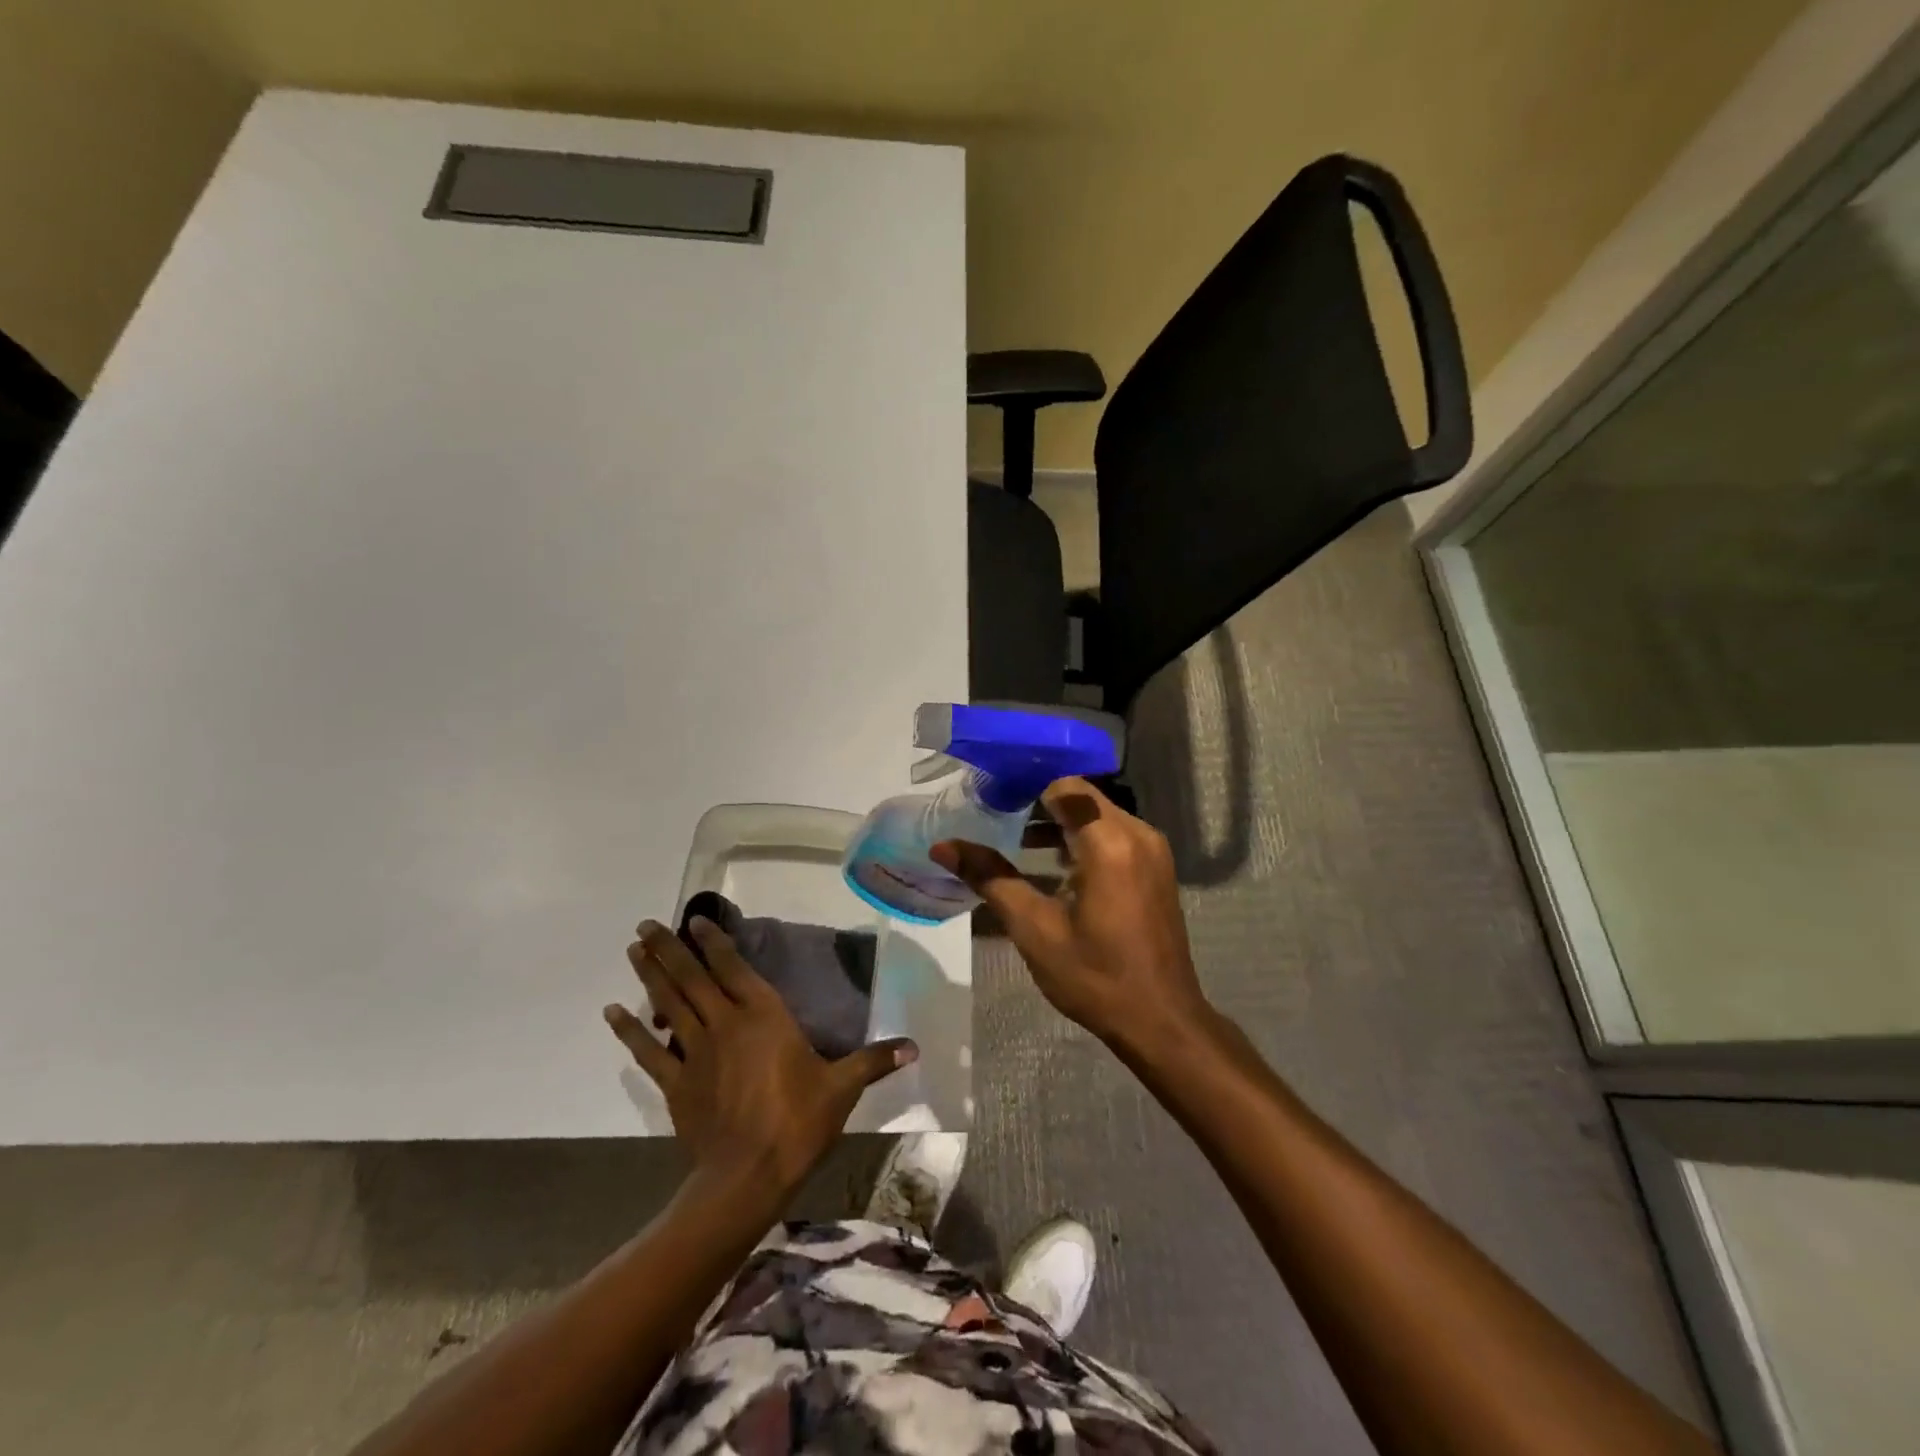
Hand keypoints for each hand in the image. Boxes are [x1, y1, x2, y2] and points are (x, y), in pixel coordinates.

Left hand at [604, 918, 916, 1199]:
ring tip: (633, 949)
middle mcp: (726, 1024)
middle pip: (692, 978)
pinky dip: (630, 1031)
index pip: (734, 969)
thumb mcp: (842, 1088)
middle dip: (669, 949)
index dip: (713, 942)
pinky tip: (613, 1012)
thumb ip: (874, 1061)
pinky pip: (650, 1051)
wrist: (748, 1178)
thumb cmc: (798, 1123)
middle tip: (645, 924)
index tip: (694, 920)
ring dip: (649, 975)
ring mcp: (696, 1053)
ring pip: (668, 1005)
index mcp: (764, 1017)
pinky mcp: (676, 1083)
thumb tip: (915, 1046)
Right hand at [931, 777, 1216, 1055]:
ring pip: (1098, 816)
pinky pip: (1114, 836)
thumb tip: (943, 846)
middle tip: (996, 819)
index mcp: (1110, 842)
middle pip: (1082, 798)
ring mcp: (1152, 852)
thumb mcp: (1034, 928)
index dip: (1027, 787)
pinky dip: (1083, 840)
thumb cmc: (1095, 976)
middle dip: (1039, 804)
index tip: (992, 799)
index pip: (1065, 786)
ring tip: (1015, 843)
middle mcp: (1138, 834)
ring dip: (1060, 824)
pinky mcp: (1156, 869)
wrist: (1161, 1022)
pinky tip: (1053, 868)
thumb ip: (990, 878)